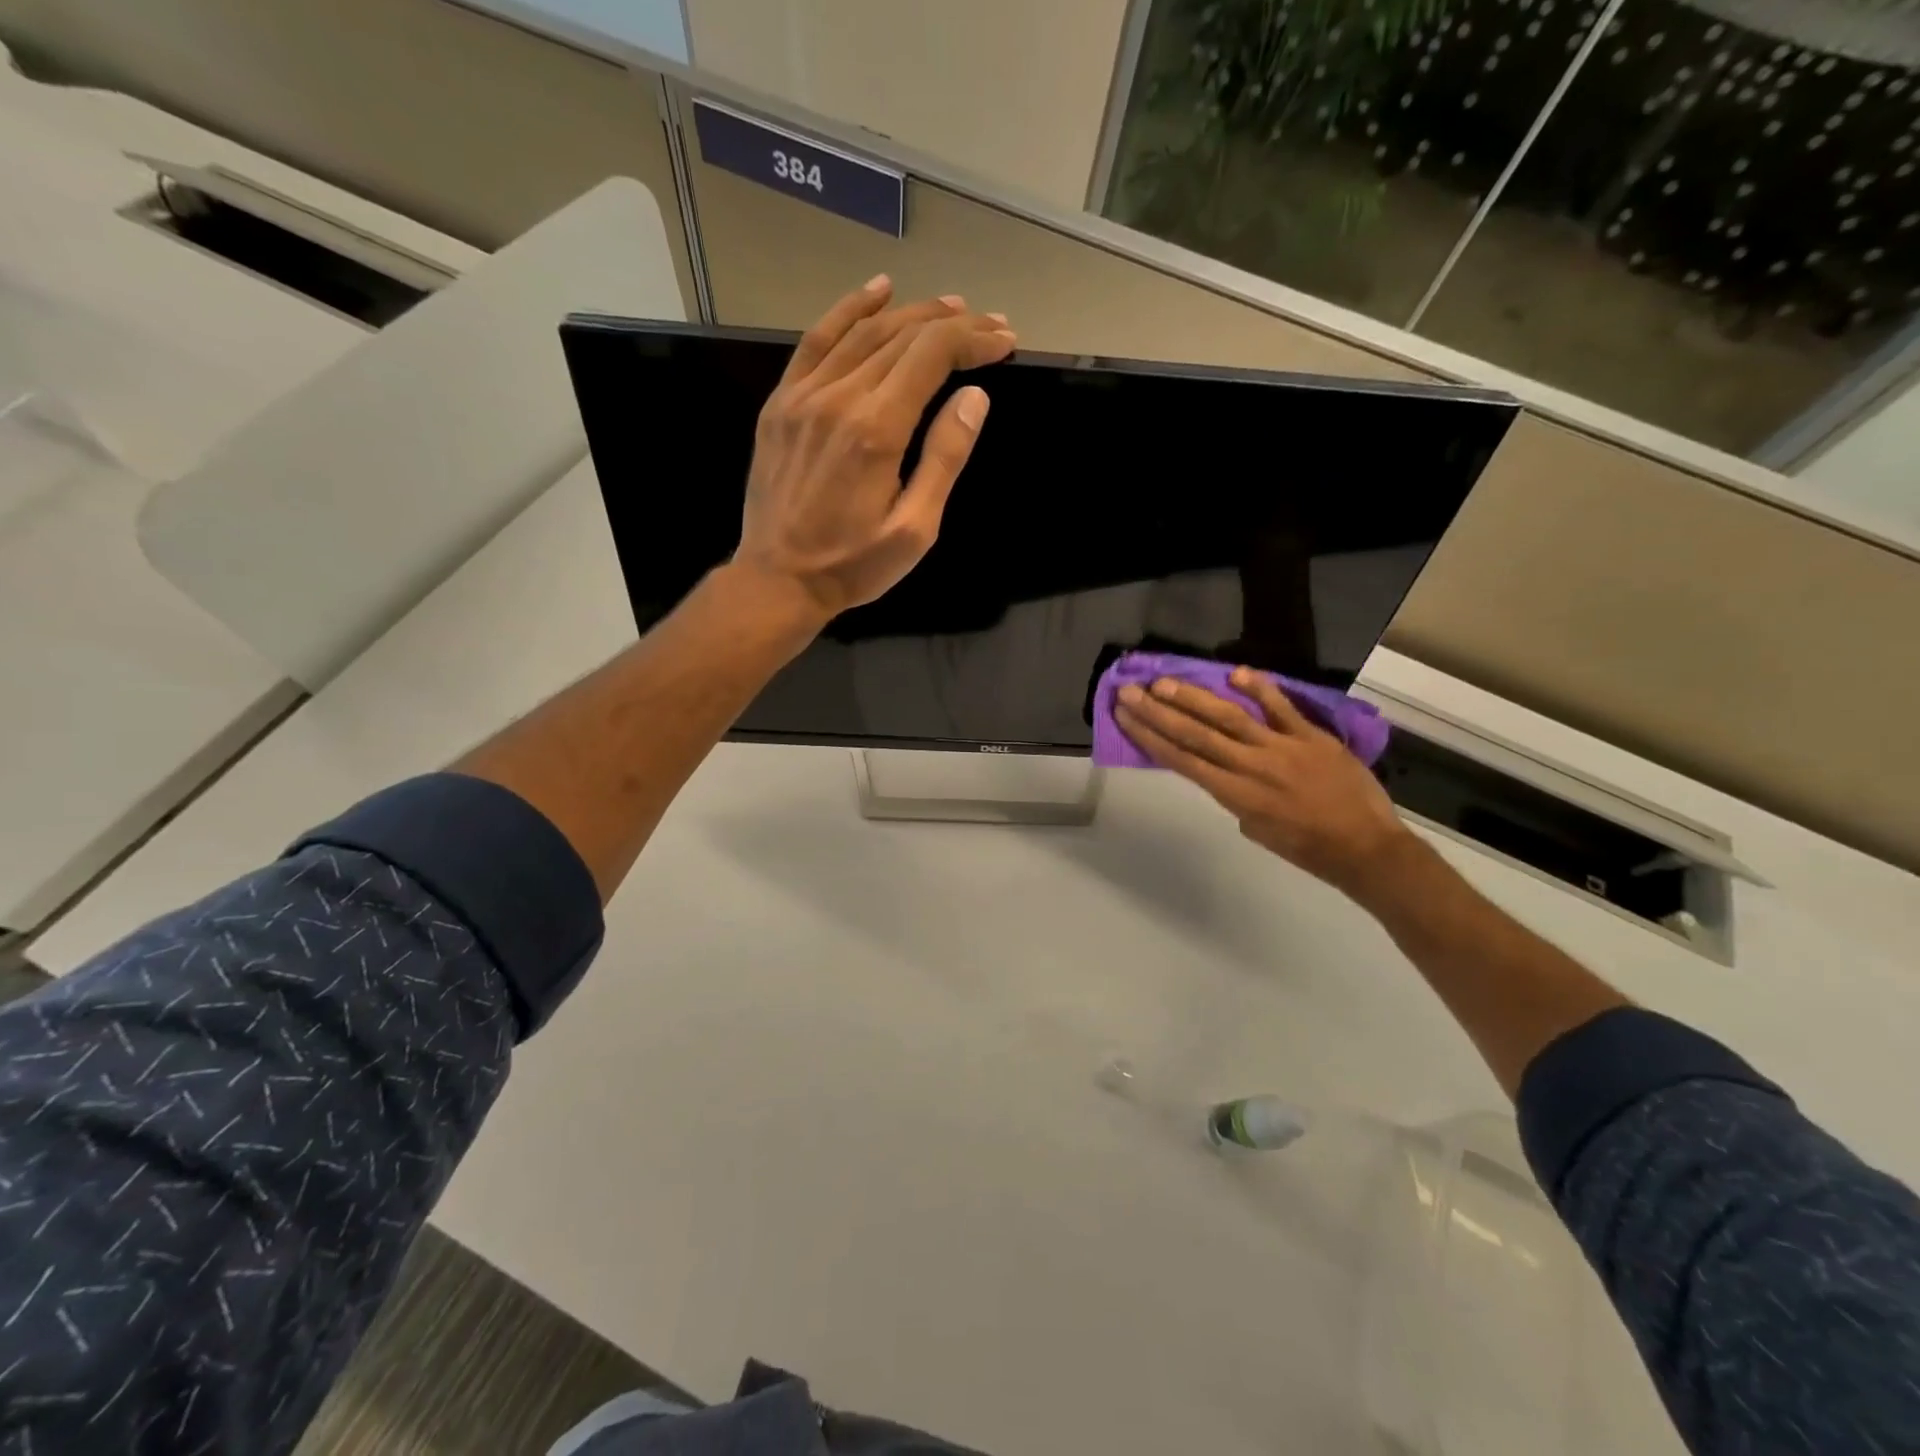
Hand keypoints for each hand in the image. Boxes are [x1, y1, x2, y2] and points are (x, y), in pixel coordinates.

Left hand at [734, 276, 1016, 621]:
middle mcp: (839, 398)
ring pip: (863, 332)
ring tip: (949, 306)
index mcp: (877, 429)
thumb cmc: (854, 564)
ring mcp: (804, 396)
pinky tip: (877, 292)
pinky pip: (816, 341)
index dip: (973, 340)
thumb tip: (974, 397)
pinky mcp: (781, 403)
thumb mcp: (914, 529)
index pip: (932, 356)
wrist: (779, 580)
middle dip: (952, 325)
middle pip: (902, 336)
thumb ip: (944, 458)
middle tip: (989, 325)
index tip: (1005, 341)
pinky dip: (849, 310)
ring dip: (911, 313)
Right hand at [1115, 667, 1416, 904]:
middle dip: (1157, 712)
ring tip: (1164, 682)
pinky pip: (1282, 708)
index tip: (1125, 717)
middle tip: (1129, 692)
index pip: (1182, 760)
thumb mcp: (1258, 831)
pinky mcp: (1312, 737)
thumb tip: (1228, 772)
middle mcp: (1251, 767)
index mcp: (1235, 795)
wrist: (1365, 848)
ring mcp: (1282, 748)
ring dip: (1193, 697)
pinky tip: (1235, 673)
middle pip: (1195, 734)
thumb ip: (1237, 798)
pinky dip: (1260, 688)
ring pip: (1229, 717)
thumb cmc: (1308, 849)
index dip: (1149, 737)